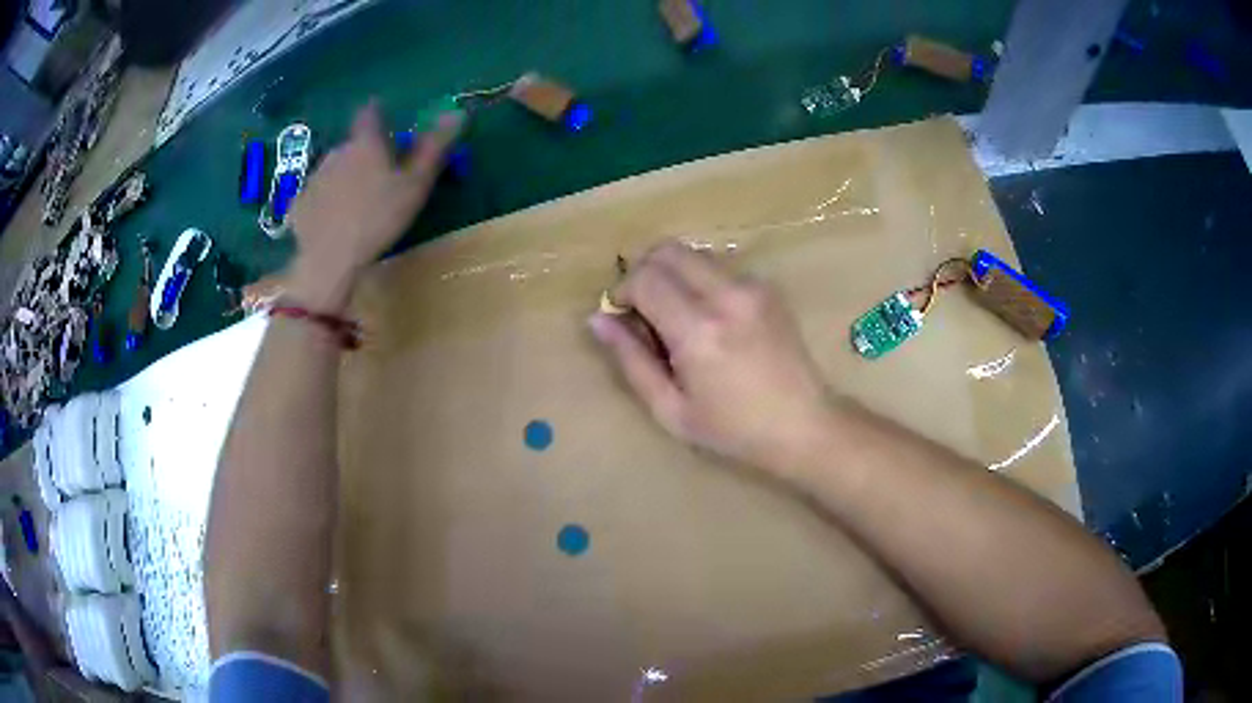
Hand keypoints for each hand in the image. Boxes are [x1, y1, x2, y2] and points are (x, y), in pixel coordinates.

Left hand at [287, 101, 462, 310]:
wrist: (329, 260)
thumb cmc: (378, 218)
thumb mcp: (416, 185)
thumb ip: (435, 148)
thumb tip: (457, 112)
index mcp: (365, 143)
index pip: (370, 112)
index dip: (380, 116)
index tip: (389, 130)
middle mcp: (337, 151)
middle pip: (354, 144)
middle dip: (366, 154)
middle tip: (381, 180)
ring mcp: (314, 177)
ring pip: (335, 169)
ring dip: (346, 178)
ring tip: (358, 206)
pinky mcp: (299, 203)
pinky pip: (318, 195)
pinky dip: (327, 202)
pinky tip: (335, 223)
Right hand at [590, 241, 834, 474]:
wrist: (803, 425)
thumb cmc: (732, 429)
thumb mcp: (670, 409)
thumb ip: (631, 360)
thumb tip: (597, 319)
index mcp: (698, 331)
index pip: (644, 278)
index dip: (622, 291)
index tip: (623, 315)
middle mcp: (726, 296)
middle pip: (668, 250)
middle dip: (644, 271)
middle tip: (644, 307)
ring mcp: (752, 287)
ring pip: (695, 254)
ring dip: (674, 274)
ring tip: (677, 315)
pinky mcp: (768, 288)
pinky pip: (721, 267)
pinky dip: (702, 281)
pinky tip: (711, 319)